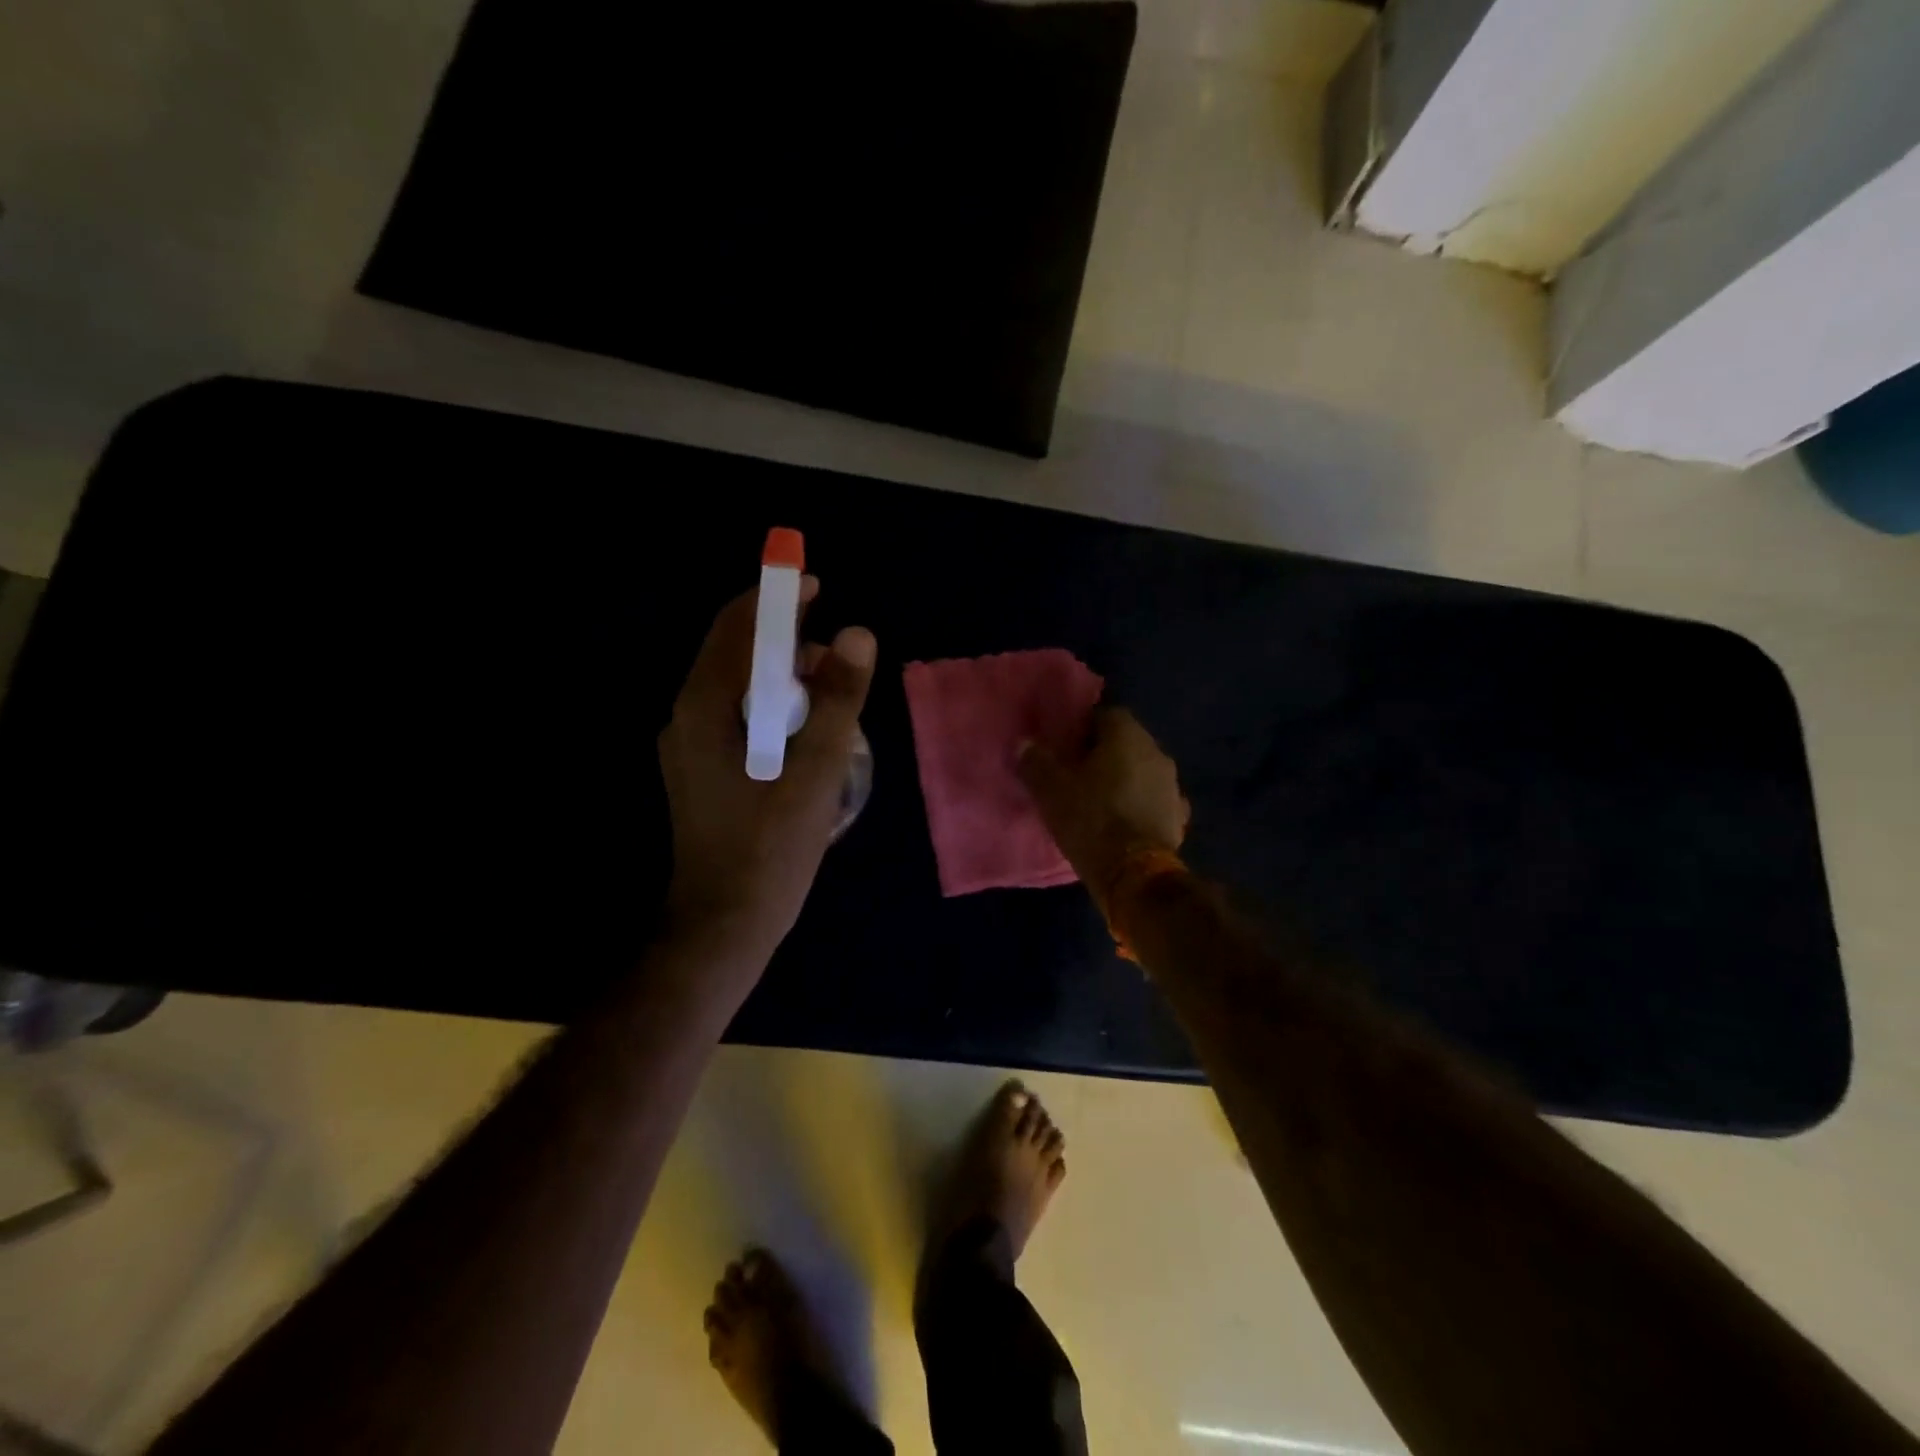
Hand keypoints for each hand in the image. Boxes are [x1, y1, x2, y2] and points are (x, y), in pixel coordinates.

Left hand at [658, 579, 876, 958]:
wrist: (723, 926)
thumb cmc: (770, 849)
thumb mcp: (815, 771)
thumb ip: (837, 700)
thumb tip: (858, 634)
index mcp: (704, 707)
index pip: (737, 626)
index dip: (777, 598)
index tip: (817, 584)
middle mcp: (687, 717)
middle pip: (736, 654)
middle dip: (786, 643)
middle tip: (837, 661)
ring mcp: (690, 747)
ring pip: (739, 689)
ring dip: (783, 680)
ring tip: (831, 702)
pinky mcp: (702, 772)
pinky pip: (739, 718)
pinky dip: (774, 710)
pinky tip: (807, 737)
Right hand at [1017, 708, 1189, 899]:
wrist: (1134, 874)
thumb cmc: (1090, 819)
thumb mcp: (1050, 790)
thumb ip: (1035, 761)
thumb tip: (1024, 743)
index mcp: (1128, 736)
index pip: (1106, 714)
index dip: (1083, 727)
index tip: (1065, 745)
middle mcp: (1156, 752)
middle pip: (1127, 742)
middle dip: (1104, 753)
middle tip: (1076, 772)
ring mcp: (1172, 786)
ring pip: (1142, 771)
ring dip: (1124, 779)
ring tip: (1098, 798)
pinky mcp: (1178, 817)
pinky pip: (1154, 801)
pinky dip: (1140, 805)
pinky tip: (1123, 821)